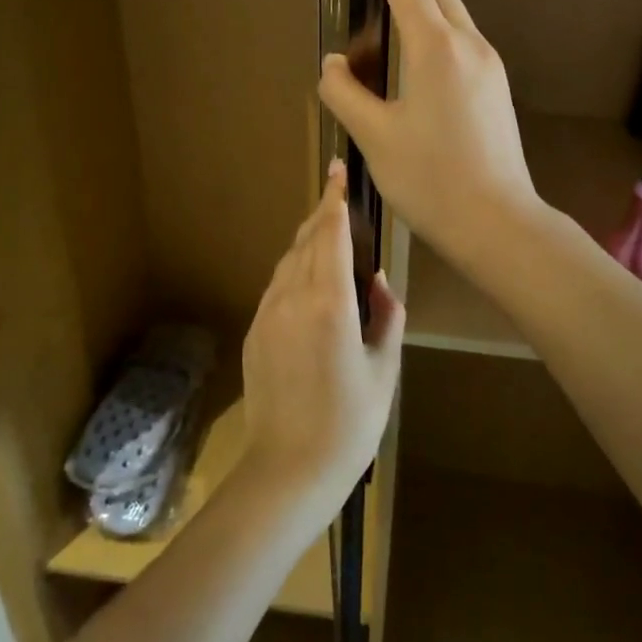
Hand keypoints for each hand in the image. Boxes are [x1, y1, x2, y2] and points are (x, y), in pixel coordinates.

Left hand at [238, 163, 404, 524]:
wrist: (287, 470)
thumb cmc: (349, 424)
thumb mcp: (383, 371)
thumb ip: (386, 317)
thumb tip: (380, 283)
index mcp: (329, 303)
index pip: (330, 234)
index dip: (334, 199)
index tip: (337, 171)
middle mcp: (292, 297)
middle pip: (306, 239)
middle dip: (322, 214)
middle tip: (339, 199)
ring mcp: (267, 313)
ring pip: (288, 260)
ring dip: (308, 241)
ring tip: (329, 236)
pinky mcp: (255, 330)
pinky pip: (277, 285)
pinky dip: (295, 269)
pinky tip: (311, 282)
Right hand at [318, 0, 538, 263]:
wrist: (498, 223)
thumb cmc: (431, 180)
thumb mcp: (374, 137)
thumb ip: (344, 91)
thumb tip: (335, 62)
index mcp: (435, 47)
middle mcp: (467, 43)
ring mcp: (488, 63)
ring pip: (452, 9)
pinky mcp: (495, 84)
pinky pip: (460, 36)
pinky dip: (434, 22)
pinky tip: (415, 44)